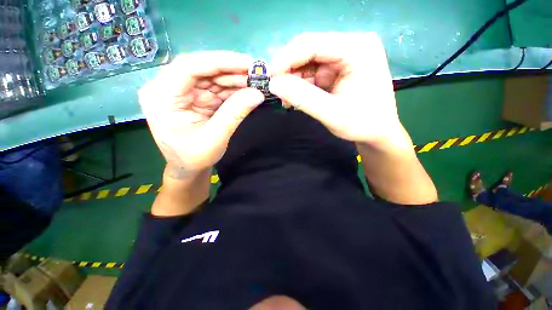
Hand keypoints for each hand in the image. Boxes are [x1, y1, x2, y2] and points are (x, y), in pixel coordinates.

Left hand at [139, 51, 264, 179]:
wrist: (187, 168)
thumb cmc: (194, 158)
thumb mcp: (215, 139)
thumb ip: (235, 114)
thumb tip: (258, 94)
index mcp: (161, 97)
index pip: (189, 67)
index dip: (220, 61)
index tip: (247, 63)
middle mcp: (168, 88)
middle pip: (201, 68)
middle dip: (231, 70)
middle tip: (256, 73)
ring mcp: (182, 92)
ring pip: (211, 76)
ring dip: (234, 79)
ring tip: (255, 82)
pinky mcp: (195, 97)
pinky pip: (215, 87)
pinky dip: (232, 89)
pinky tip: (246, 90)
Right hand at [269, 32, 405, 147]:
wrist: (378, 133)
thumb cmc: (362, 124)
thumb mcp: (332, 114)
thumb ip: (303, 98)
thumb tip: (273, 84)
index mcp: (358, 49)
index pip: (314, 44)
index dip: (287, 58)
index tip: (269, 76)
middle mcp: (352, 45)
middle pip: (310, 49)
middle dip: (289, 69)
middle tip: (275, 89)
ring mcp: (345, 56)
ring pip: (309, 61)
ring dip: (293, 78)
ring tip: (285, 98)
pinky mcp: (339, 69)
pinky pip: (313, 72)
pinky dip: (301, 84)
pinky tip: (294, 97)